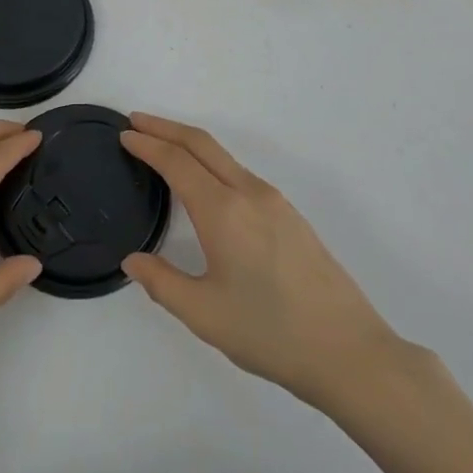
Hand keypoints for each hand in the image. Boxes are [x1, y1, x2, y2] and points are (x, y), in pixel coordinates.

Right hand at [120, 113, 403, 408]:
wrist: (348, 350)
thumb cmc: (270, 333)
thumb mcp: (204, 314)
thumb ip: (162, 283)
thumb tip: (132, 260)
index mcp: (224, 211)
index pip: (177, 162)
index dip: (148, 144)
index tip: (124, 134)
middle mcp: (249, 192)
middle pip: (201, 144)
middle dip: (166, 128)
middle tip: (136, 122)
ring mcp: (274, 200)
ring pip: (223, 157)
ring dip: (190, 144)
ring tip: (163, 148)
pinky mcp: (289, 214)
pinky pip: (240, 173)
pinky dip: (212, 163)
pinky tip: (205, 184)